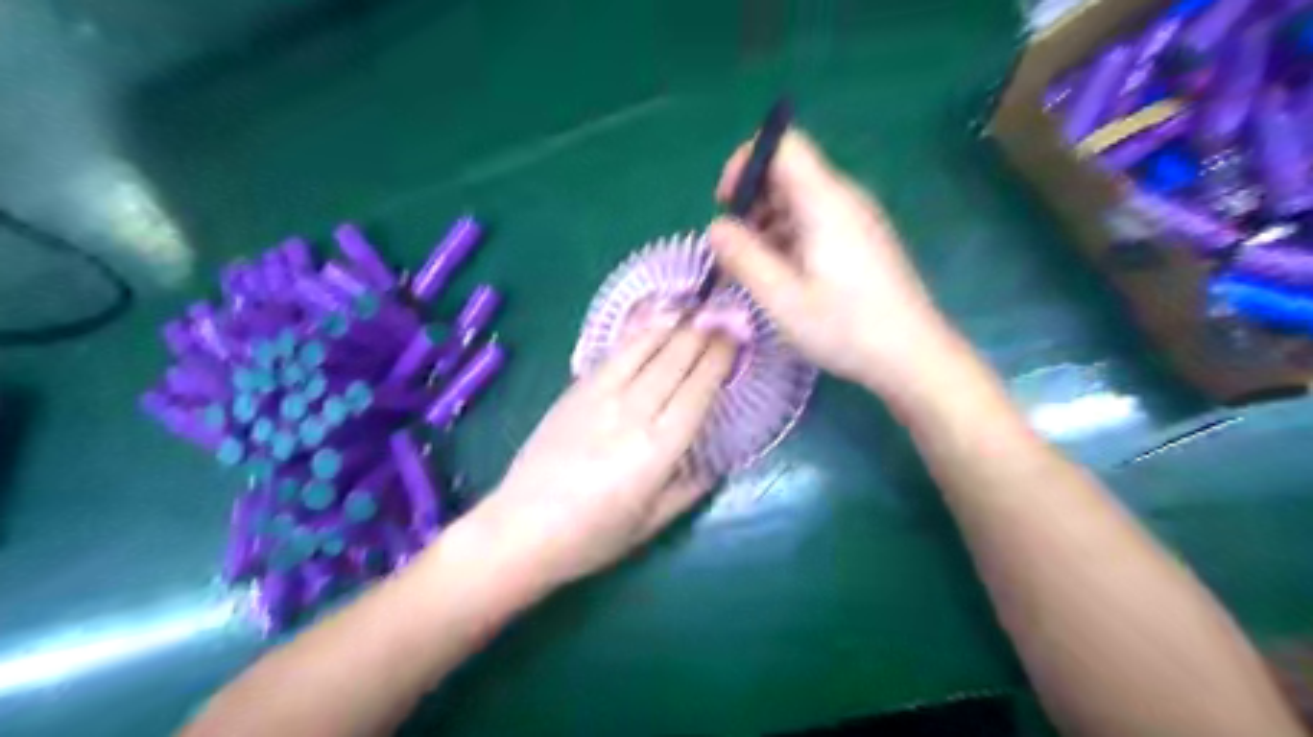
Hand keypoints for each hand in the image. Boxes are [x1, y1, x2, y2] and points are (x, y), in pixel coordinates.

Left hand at [458, 322, 733, 592]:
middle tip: (722, 314)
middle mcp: (632, 412)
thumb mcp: (652, 524)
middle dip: (702, 332)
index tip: (736, 337)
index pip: (698, 389)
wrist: (521, 530)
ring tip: (691, 309)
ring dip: (671, 324)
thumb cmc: (592, 537)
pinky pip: (613, 353)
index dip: (720, 358)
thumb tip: (717, 462)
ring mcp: (599, 396)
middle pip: (674, 359)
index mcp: (658, 449)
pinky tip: (650, 324)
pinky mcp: (574, 390)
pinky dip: (637, 333)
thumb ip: (690, 488)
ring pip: (643, 346)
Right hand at [715, 131, 960, 395]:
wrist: (913, 356)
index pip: (784, 145)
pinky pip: (815, 224)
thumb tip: (716, 228)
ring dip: (767, 226)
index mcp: (825, 201)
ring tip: (752, 272)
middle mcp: (843, 200)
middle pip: (788, 174)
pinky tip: (781, 279)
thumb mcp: (783, 298)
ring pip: (799, 202)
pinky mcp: (861, 242)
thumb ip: (744, 258)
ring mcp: (855, 221)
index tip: (727, 205)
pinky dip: (788, 240)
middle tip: (734, 251)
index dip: (747, 163)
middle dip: (751, 204)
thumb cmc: (846, 327)